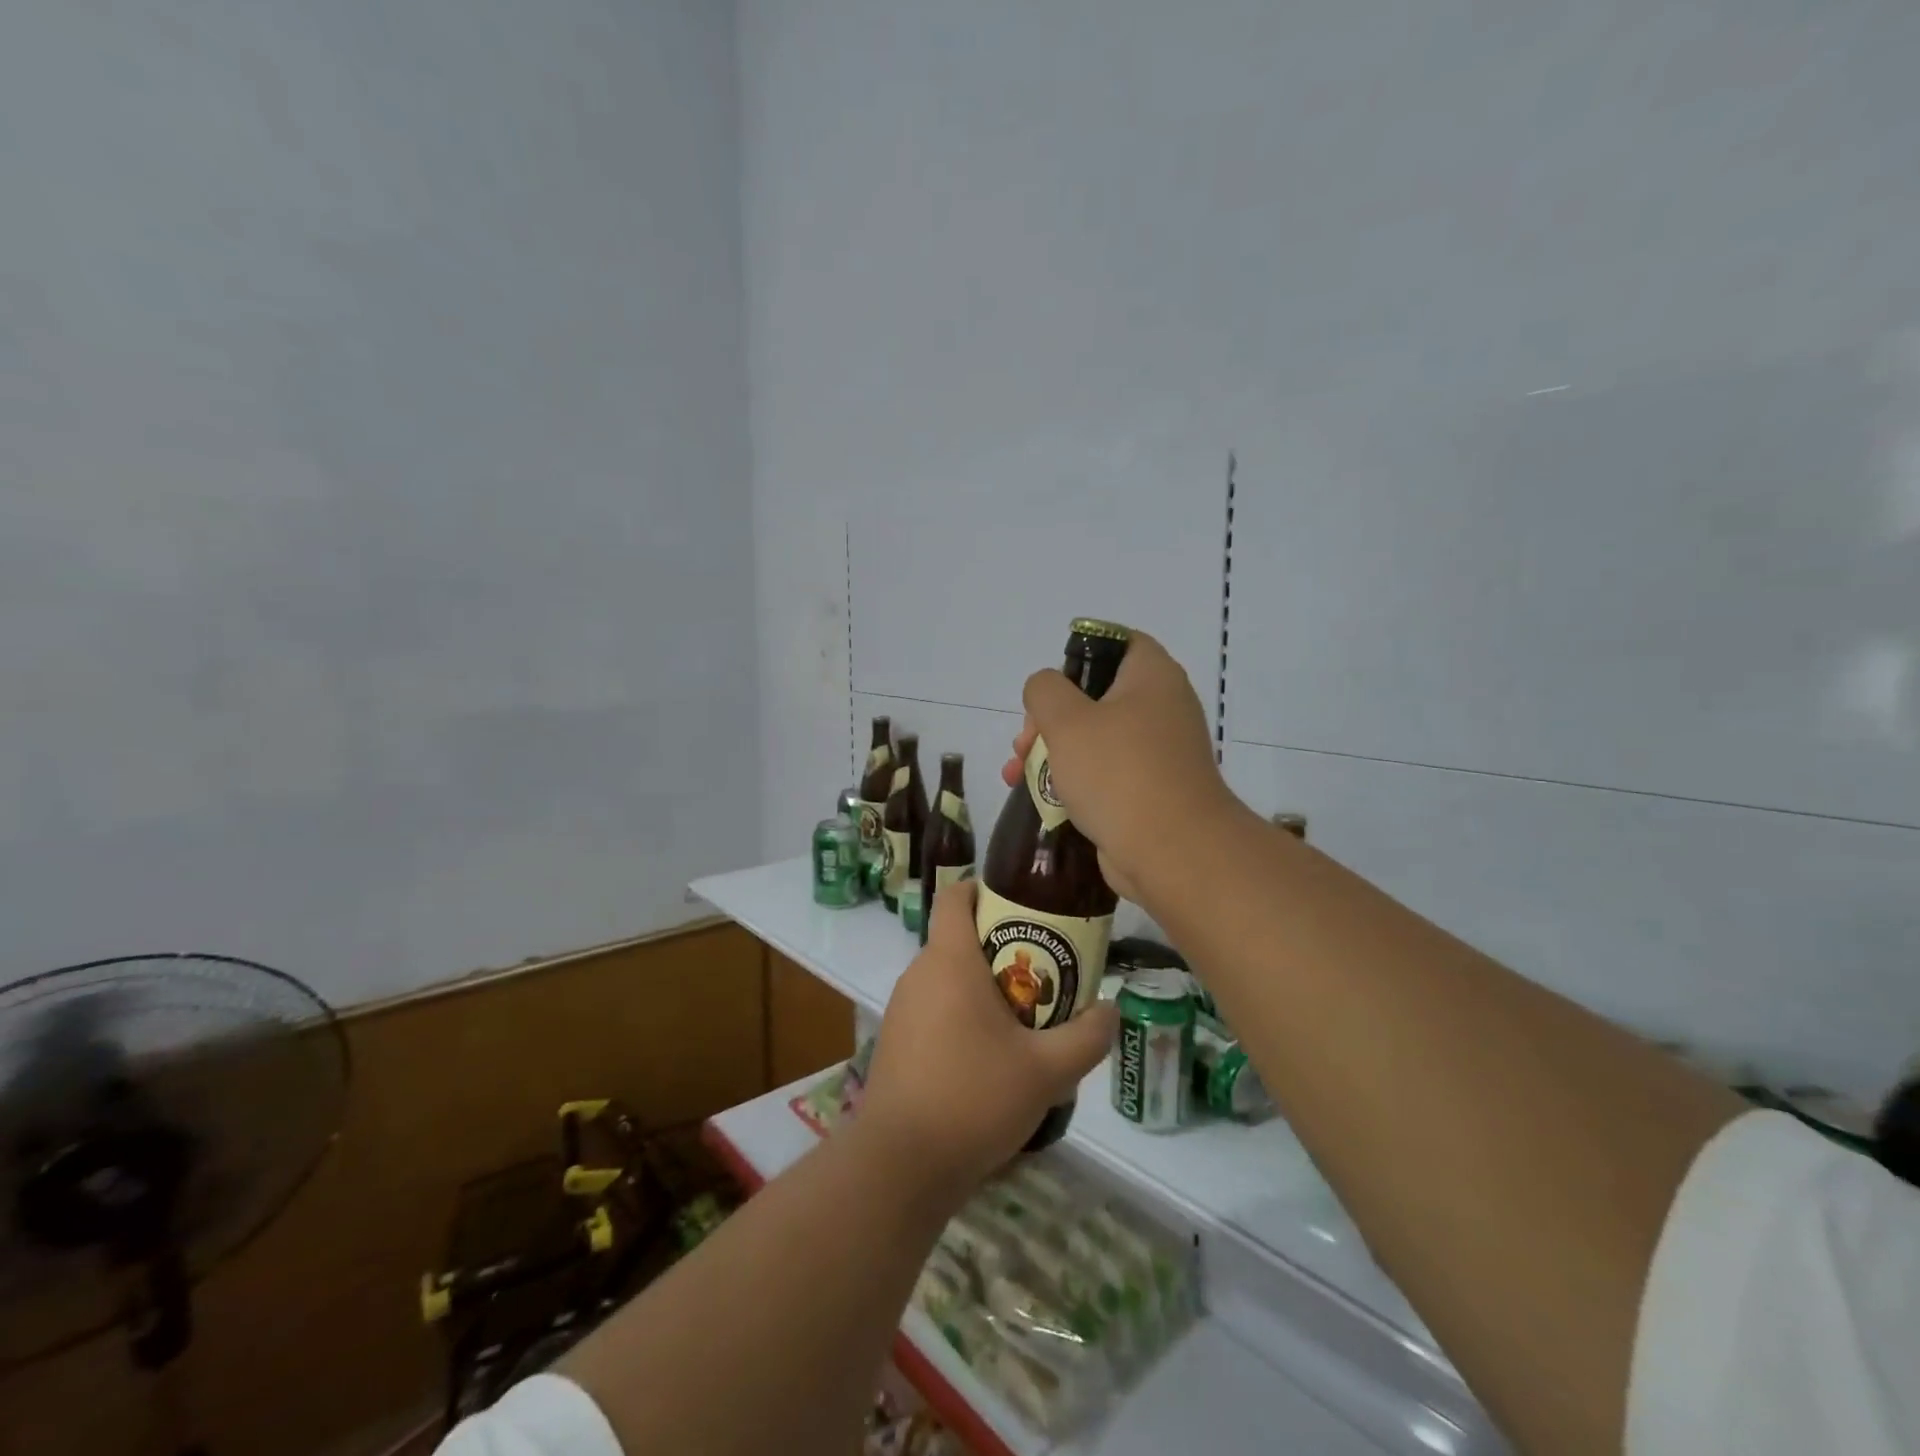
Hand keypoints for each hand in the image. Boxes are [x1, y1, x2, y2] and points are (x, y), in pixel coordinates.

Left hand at [860, 879, 1119, 1199]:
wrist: (900, 1164)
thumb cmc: (973, 1098)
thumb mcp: (1046, 1071)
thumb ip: (1087, 1036)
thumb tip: (1111, 1009)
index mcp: (949, 961)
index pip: (956, 896)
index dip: (985, 888)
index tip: (1022, 903)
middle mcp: (919, 974)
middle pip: (960, 939)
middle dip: (1002, 947)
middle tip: (1045, 972)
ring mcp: (902, 1008)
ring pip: (948, 978)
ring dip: (984, 987)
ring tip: (1026, 1020)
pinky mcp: (896, 1041)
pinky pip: (935, 1009)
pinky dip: (962, 1015)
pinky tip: (990, 1058)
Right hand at [1000, 629, 1235, 902]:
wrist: (1171, 851)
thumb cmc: (1118, 773)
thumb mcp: (1066, 720)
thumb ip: (1045, 690)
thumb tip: (1046, 689)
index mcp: (1152, 677)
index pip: (1118, 643)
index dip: (1078, 655)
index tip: (1048, 687)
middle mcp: (1162, 708)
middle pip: (1096, 696)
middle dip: (1049, 718)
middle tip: (1024, 743)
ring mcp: (1159, 753)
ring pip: (1095, 739)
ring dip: (1053, 753)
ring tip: (1016, 775)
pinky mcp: (1151, 792)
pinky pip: (1105, 775)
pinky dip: (1074, 782)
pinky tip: (1040, 800)